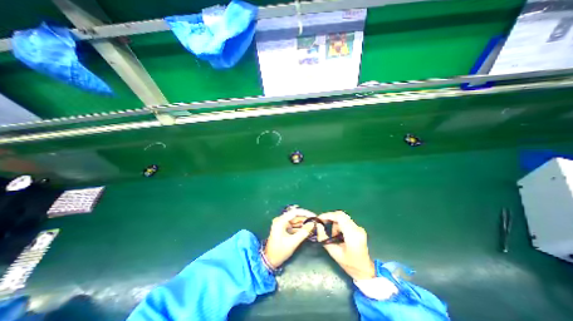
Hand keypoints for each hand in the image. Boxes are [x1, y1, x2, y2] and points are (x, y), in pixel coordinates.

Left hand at [265, 206, 317, 268]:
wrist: (269, 261)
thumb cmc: (280, 251)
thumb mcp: (293, 242)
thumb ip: (303, 232)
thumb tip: (312, 224)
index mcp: (281, 221)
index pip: (295, 212)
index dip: (305, 213)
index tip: (314, 216)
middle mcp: (281, 220)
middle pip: (295, 216)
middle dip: (306, 219)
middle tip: (316, 222)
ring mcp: (282, 224)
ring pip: (295, 221)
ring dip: (304, 223)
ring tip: (314, 225)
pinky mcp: (284, 229)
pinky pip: (294, 226)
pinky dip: (300, 228)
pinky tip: (308, 230)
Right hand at [316, 211, 373, 278]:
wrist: (365, 270)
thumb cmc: (349, 264)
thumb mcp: (334, 253)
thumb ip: (324, 238)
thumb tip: (318, 226)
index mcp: (352, 235)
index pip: (340, 217)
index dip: (328, 215)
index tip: (319, 218)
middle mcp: (357, 229)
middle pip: (341, 215)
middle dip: (330, 217)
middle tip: (322, 223)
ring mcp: (359, 228)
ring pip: (343, 218)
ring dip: (335, 223)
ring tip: (332, 235)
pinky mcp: (358, 228)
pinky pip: (346, 221)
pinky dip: (339, 225)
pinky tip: (337, 234)